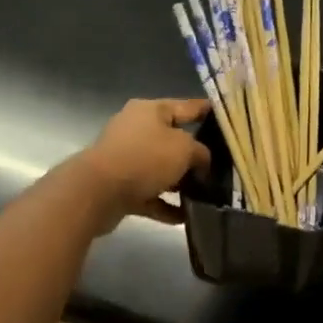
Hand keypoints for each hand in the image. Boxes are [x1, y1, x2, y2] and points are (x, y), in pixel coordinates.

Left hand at [78, 98, 210, 230]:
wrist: (97, 191)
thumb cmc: (145, 158)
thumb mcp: (184, 149)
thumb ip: (201, 153)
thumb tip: (201, 163)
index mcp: (150, 110)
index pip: (186, 106)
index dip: (207, 111)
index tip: (226, 117)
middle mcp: (136, 130)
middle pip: (173, 140)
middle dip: (195, 155)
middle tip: (221, 166)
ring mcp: (126, 159)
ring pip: (161, 170)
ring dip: (180, 183)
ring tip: (206, 195)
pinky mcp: (120, 186)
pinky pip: (149, 194)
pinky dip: (166, 204)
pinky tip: (186, 216)